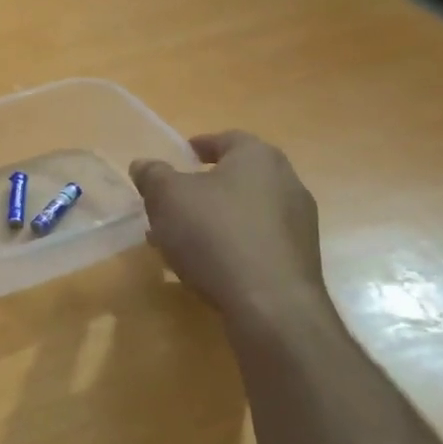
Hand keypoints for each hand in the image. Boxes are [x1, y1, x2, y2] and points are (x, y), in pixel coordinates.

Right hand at [131, 132, 326, 321]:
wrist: (271, 304)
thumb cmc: (215, 234)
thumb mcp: (167, 197)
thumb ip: (153, 175)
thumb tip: (143, 165)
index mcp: (258, 157)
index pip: (226, 139)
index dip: (199, 146)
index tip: (179, 158)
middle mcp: (287, 182)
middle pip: (236, 176)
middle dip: (202, 187)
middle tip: (171, 202)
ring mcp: (299, 223)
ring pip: (245, 211)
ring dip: (214, 219)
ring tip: (180, 239)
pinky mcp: (299, 258)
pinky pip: (256, 240)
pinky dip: (231, 244)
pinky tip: (206, 264)